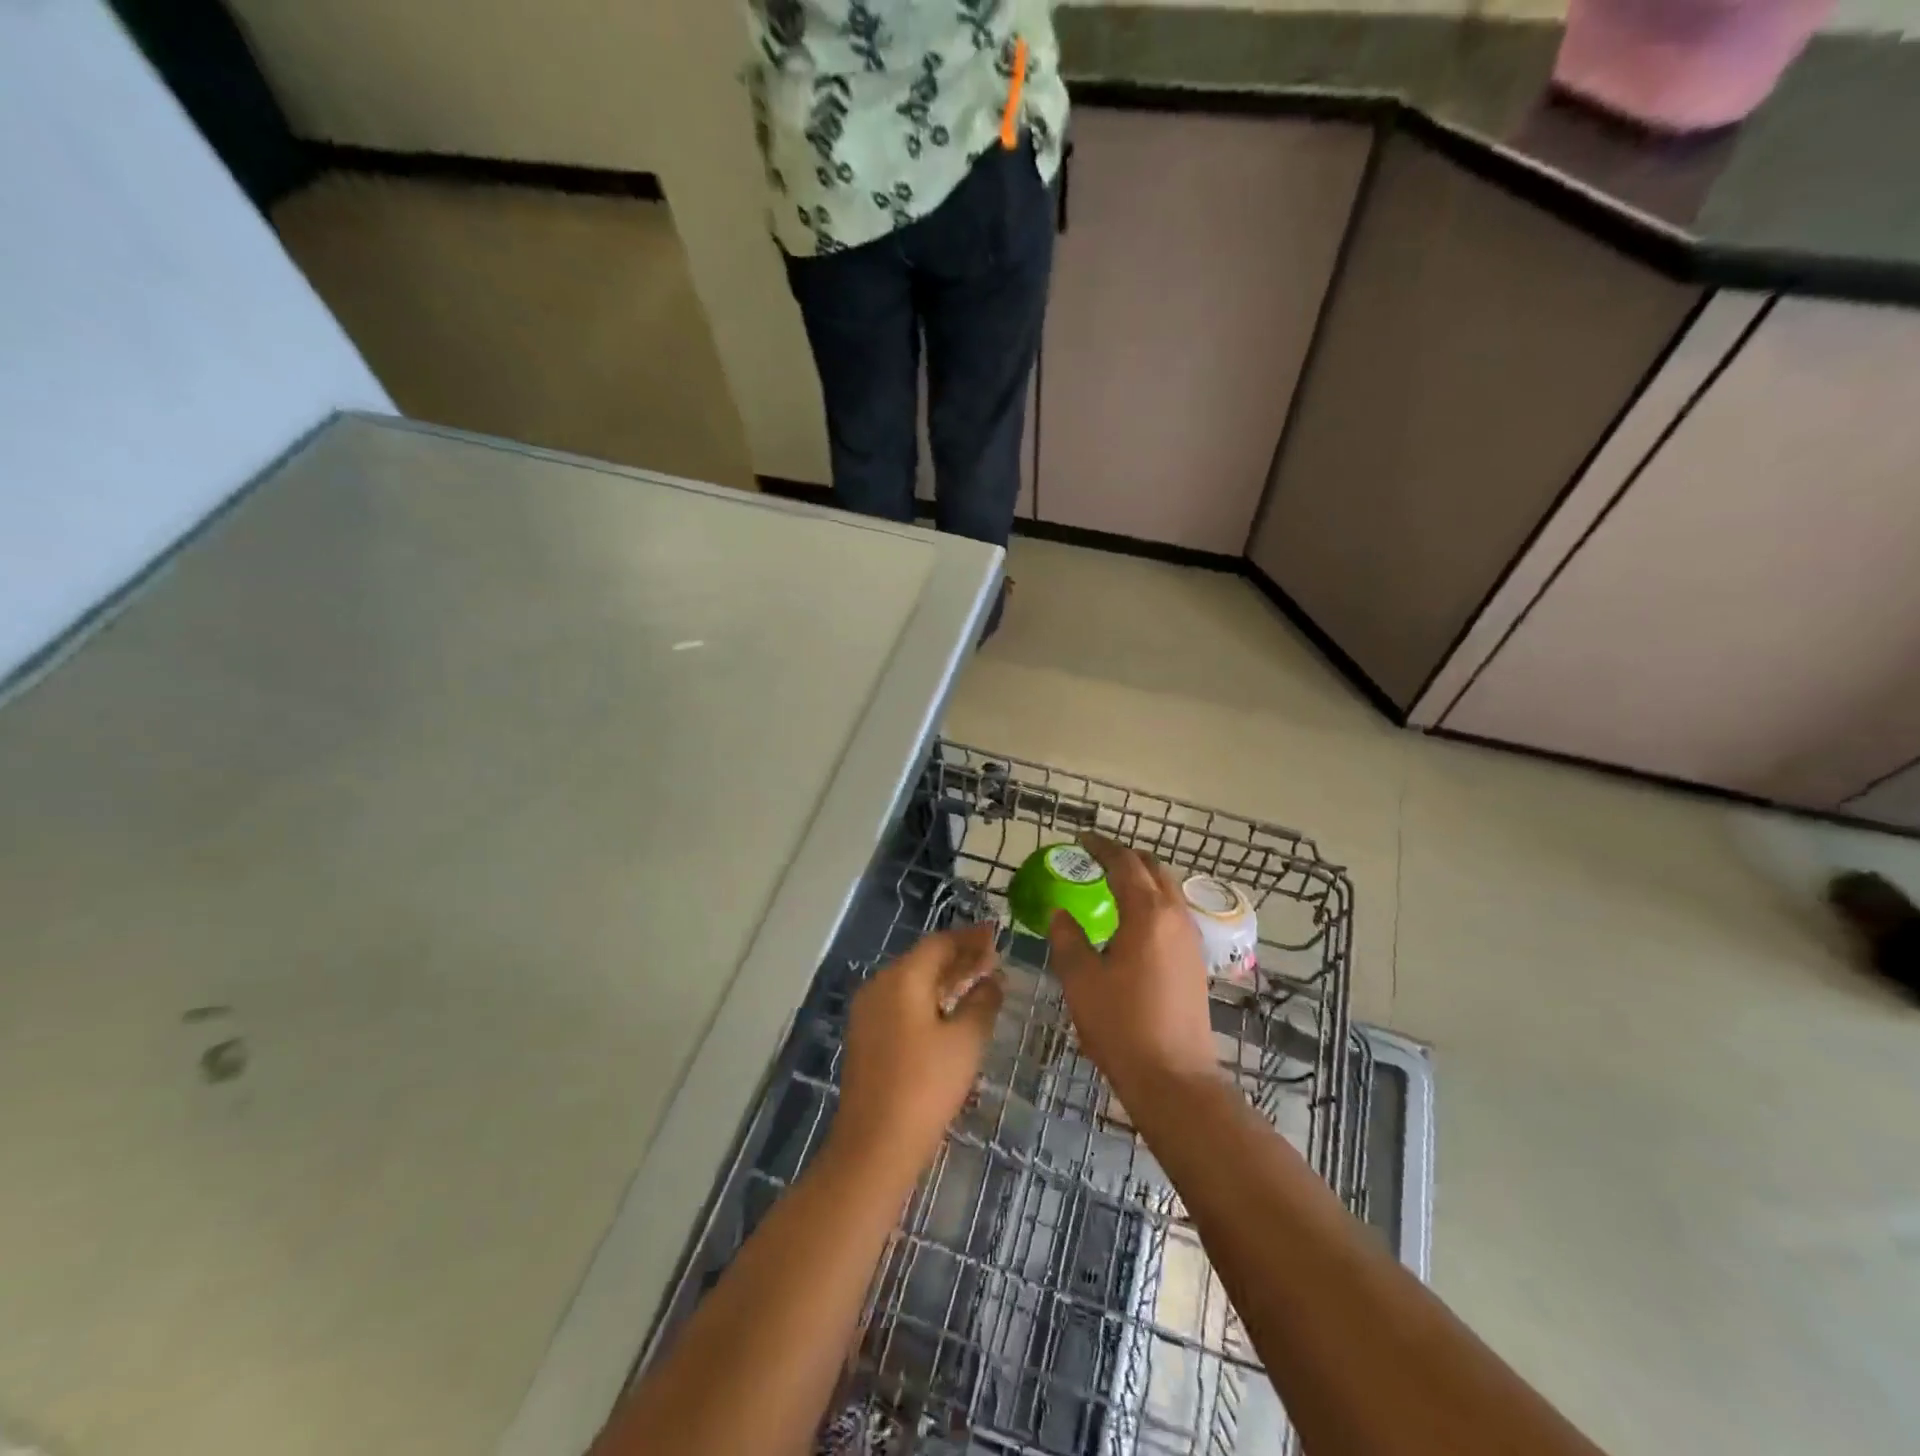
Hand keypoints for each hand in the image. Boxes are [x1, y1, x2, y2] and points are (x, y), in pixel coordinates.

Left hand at [828, 922, 1004, 1181]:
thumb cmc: (926, 1087)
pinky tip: (950, 1009)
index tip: (996, 934)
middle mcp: (879, 986)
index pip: (939, 943)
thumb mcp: (965, 1042)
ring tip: (978, 979)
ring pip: (912, 981)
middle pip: (923, 959)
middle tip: (993, 957)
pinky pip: (902, 1002)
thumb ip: (982, 1002)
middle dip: (959, 956)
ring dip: (945, 978)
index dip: (970, 938)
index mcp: (902, 978)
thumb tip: (992, 980)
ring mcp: (868, 1012)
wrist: (874, 1146)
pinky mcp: (867, 1036)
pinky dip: (928, 998)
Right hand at [1048, 835, 1218, 1097]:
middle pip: (1153, 869)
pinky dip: (1151, 900)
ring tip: (1111, 882)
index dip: (1101, 846)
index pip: (1124, 863)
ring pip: (1167, 890)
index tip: (1080, 839)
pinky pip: (1172, 912)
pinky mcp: (1194, 961)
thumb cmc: (1121, 1025)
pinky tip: (1132, 920)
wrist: (1173, 1077)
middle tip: (1095, 856)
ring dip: (1141, 877)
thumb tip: (1060, 913)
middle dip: (1124, 856)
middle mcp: (1175, 917)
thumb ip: (1067, 939)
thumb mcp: (1081, 980)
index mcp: (1147, 914)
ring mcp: (1190, 939)